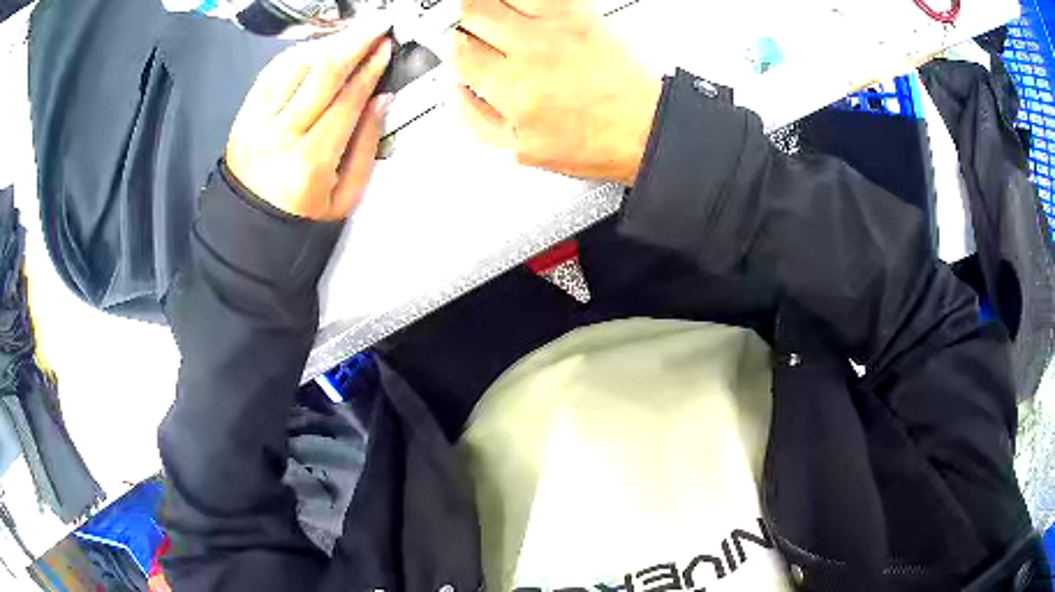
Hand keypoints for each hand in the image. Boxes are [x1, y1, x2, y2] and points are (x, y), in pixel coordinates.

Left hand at [226, 22, 393, 220]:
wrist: (248, 235)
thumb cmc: (301, 221)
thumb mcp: (345, 197)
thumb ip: (365, 145)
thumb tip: (381, 99)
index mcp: (310, 162)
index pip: (347, 98)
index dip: (371, 68)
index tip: (387, 47)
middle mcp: (279, 136)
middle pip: (321, 71)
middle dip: (354, 41)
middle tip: (376, 24)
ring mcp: (255, 124)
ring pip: (294, 65)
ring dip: (325, 44)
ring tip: (348, 37)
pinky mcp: (242, 118)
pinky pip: (270, 73)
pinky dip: (294, 56)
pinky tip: (313, 50)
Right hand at [453, 0, 661, 185]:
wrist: (647, 129)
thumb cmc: (595, 142)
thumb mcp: (522, 151)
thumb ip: (476, 119)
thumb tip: (454, 88)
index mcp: (509, 87)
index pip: (457, 50)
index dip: (450, 46)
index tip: (456, 45)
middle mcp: (528, 51)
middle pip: (471, 12)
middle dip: (463, 18)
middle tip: (470, 25)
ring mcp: (555, 28)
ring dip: (486, 2)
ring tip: (491, 13)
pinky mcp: (581, 14)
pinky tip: (518, 8)